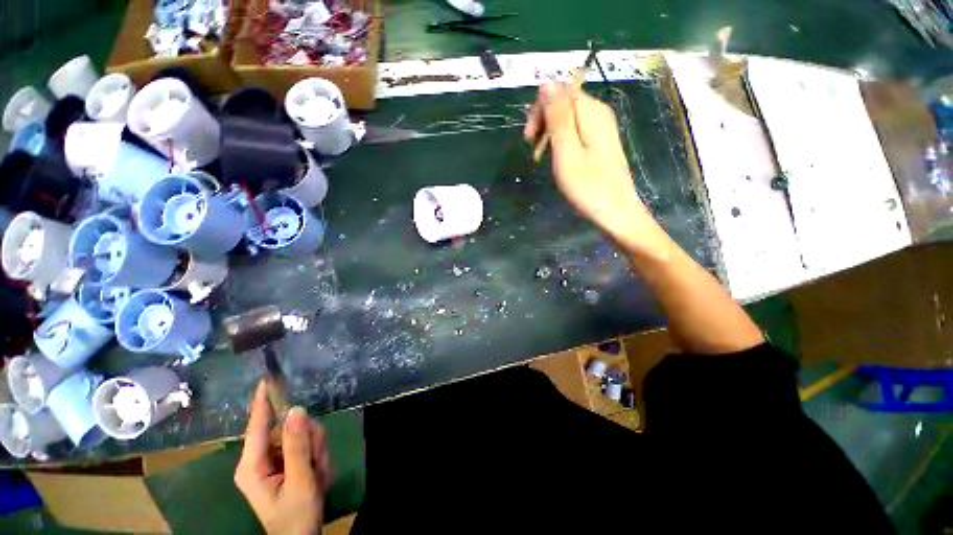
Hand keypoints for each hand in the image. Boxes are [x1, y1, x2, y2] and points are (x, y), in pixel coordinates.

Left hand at [235, 382, 330, 534]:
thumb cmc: (296, 515)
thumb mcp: (300, 481)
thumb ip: (297, 445)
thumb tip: (296, 409)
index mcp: (252, 465)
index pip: (257, 425)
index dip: (263, 401)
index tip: (267, 379)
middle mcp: (259, 458)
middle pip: (288, 428)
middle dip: (309, 441)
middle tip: (316, 463)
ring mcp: (272, 460)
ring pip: (301, 435)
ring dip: (316, 451)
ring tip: (317, 474)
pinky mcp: (284, 462)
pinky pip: (306, 444)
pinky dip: (317, 455)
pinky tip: (316, 474)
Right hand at [525, 83, 655, 248]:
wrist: (615, 212)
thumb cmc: (588, 186)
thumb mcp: (567, 151)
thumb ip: (558, 116)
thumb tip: (547, 83)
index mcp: (591, 111)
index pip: (560, 91)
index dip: (540, 109)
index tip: (529, 137)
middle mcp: (599, 113)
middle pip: (565, 102)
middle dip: (543, 120)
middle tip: (532, 148)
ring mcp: (602, 128)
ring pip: (568, 117)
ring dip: (550, 132)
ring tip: (541, 156)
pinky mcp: (601, 143)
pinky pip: (576, 131)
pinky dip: (561, 141)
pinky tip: (557, 158)